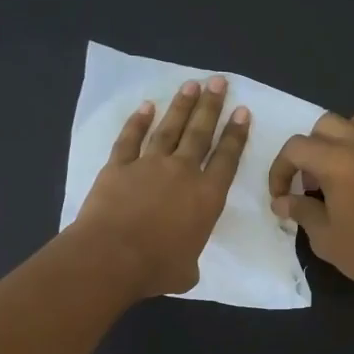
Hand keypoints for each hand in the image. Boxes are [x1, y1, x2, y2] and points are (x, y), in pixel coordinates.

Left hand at [74, 77, 250, 297]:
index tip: (242, 111)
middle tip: (219, 82)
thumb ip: (191, 259)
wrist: (112, 257)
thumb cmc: (156, 268)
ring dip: (181, 106)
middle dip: (212, 106)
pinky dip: (138, 122)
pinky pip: (130, 139)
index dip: (236, 134)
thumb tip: (183, 261)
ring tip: (192, 86)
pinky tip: (146, 107)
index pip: (227, 159)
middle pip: (200, 133)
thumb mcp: (188, 271)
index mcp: (206, 197)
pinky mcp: (118, 166)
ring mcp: (148, 165)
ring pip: (169, 128)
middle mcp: (182, 172)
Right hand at [267, 112, 353, 298]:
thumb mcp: (325, 237)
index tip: (279, 196)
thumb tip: (281, 201)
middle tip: (306, 184)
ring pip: (352, 124)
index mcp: (336, 161)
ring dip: (334, 141)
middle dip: (307, 151)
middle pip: (323, 126)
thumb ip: (301, 211)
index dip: (280, 170)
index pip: (295, 148)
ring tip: (332, 174)